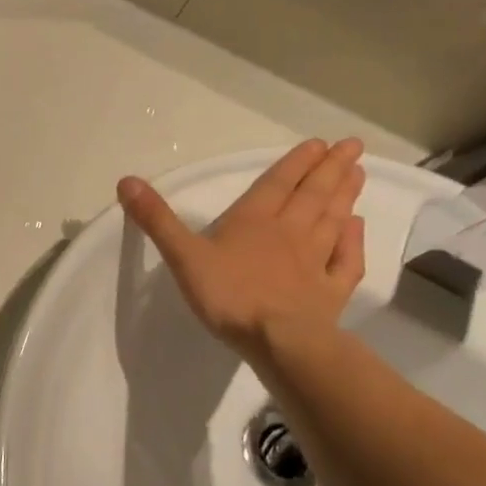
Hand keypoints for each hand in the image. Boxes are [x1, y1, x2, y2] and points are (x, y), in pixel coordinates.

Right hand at [118, 139, 367, 361]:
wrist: (278, 342)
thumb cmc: (229, 295)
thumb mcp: (183, 255)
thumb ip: (156, 219)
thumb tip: (126, 181)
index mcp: (254, 221)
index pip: (278, 184)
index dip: (297, 163)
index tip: (320, 143)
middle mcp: (290, 233)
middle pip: (313, 195)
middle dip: (331, 169)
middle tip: (353, 146)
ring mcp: (315, 262)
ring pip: (333, 221)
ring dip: (346, 196)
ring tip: (358, 173)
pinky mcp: (330, 292)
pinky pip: (346, 261)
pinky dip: (354, 241)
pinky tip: (358, 227)